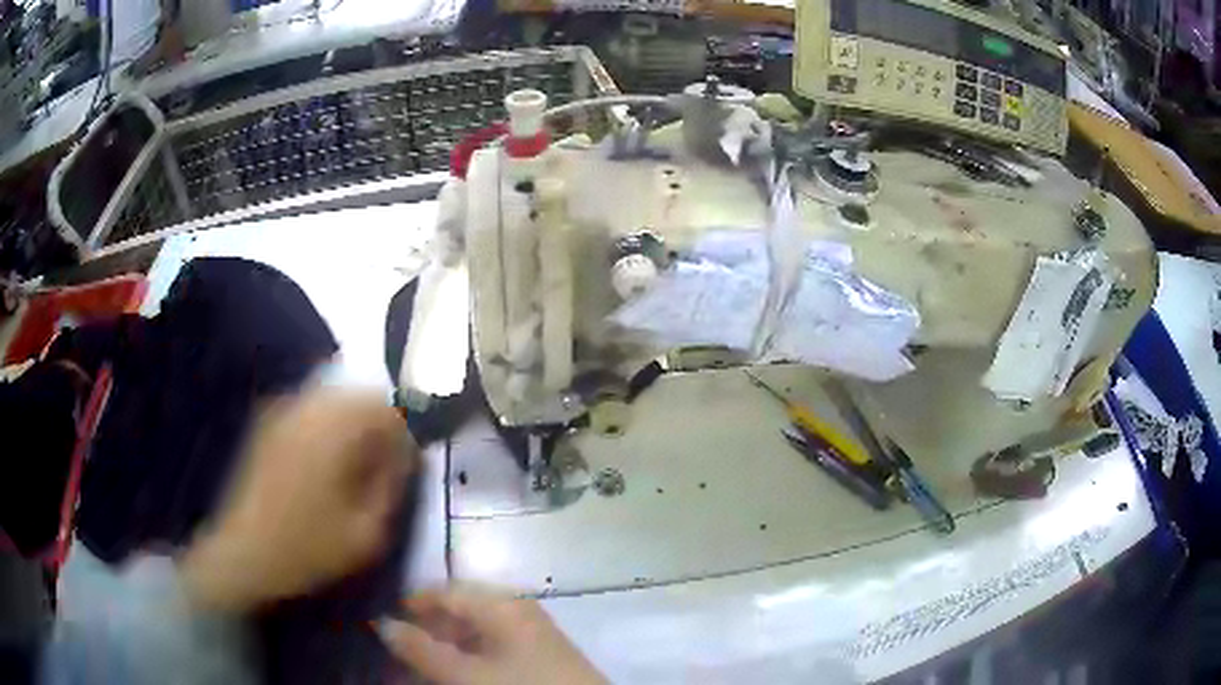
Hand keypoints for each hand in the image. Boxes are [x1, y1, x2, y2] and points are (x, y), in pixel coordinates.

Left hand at [181, 391, 415, 612]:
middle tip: (381, 470)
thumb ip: (390, 487)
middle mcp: (306, 407)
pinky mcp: (268, 422)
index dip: (402, 437)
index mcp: (332, 429)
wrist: (243, 553)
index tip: (406, 470)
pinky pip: (311, 410)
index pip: (384, 408)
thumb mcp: (366, 533)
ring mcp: (283, 411)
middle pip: (359, 397)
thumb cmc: (307, 548)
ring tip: (354, 469)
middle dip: (378, 428)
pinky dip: (328, 428)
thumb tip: (404, 458)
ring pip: (334, 400)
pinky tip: (324, 466)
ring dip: (353, 427)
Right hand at [378, 587, 605, 684]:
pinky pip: (494, 648)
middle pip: (460, 611)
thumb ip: (421, 649)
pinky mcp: (542, 655)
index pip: (445, 591)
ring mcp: (533, 633)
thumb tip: (382, 624)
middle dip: (427, 630)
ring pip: (476, 632)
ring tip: (423, 667)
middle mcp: (518, 610)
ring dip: (446, 648)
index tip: (382, 623)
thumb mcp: (466, 675)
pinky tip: (457, 674)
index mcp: (502, 604)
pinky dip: (470, 659)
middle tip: (399, 651)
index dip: (410, 604)